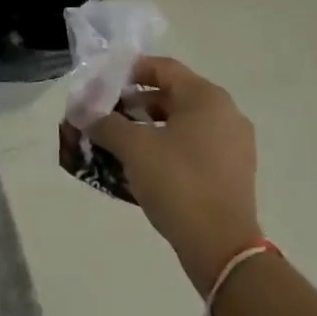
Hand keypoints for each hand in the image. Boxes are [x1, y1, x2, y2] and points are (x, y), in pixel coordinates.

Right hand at [85, 56, 260, 293]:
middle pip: (171, 95)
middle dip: (133, 103)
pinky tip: (140, 166)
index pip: (163, 67)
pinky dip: (165, 147)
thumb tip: (83, 113)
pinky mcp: (231, 172)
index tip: (101, 85)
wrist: (221, 247)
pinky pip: (192, 147)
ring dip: (147, 127)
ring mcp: (233, 145)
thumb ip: (105, 123)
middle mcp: (225, 114)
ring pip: (181, 123)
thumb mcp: (133, 148)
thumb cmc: (178, 183)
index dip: (128, 71)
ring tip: (116, 142)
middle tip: (104, 116)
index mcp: (206, 98)